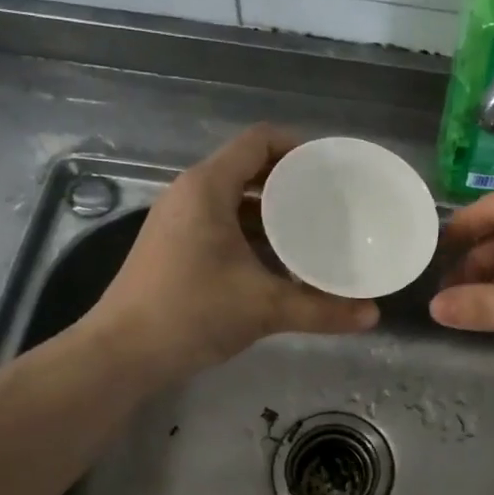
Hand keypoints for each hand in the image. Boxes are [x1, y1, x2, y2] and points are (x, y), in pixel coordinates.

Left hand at [87, 126, 378, 382]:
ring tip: (312, 229)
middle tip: (331, 201)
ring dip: (272, 210)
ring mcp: (178, 220)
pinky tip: (280, 260)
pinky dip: (253, 231)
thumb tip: (373, 316)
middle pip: (249, 167)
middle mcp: (190, 194)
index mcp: (208, 188)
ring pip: (235, 199)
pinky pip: (222, 222)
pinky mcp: (174, 245)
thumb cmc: (191, 313)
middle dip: (291, 181)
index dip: (299, 146)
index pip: (259, 140)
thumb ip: (321, 310)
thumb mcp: (264, 308)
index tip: (332, 171)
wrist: (121, 353)